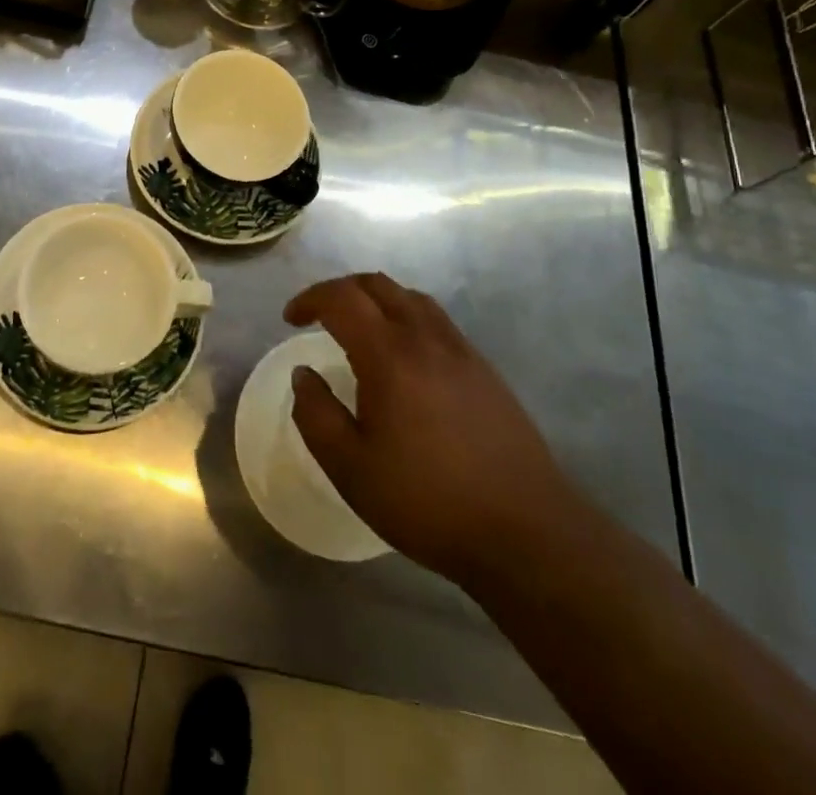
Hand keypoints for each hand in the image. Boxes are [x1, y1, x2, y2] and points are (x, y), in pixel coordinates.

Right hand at [286, 273, 581, 587]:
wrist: (525, 531)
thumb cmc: (427, 501)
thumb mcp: (351, 468)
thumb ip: (316, 415)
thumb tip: (303, 375)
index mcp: (389, 355)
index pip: (342, 299)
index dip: (310, 299)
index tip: (290, 320)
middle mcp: (425, 338)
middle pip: (377, 285)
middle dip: (340, 291)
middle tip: (318, 316)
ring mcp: (460, 350)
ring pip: (410, 298)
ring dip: (376, 299)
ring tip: (359, 328)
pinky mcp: (483, 369)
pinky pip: (436, 320)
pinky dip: (406, 317)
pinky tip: (404, 356)